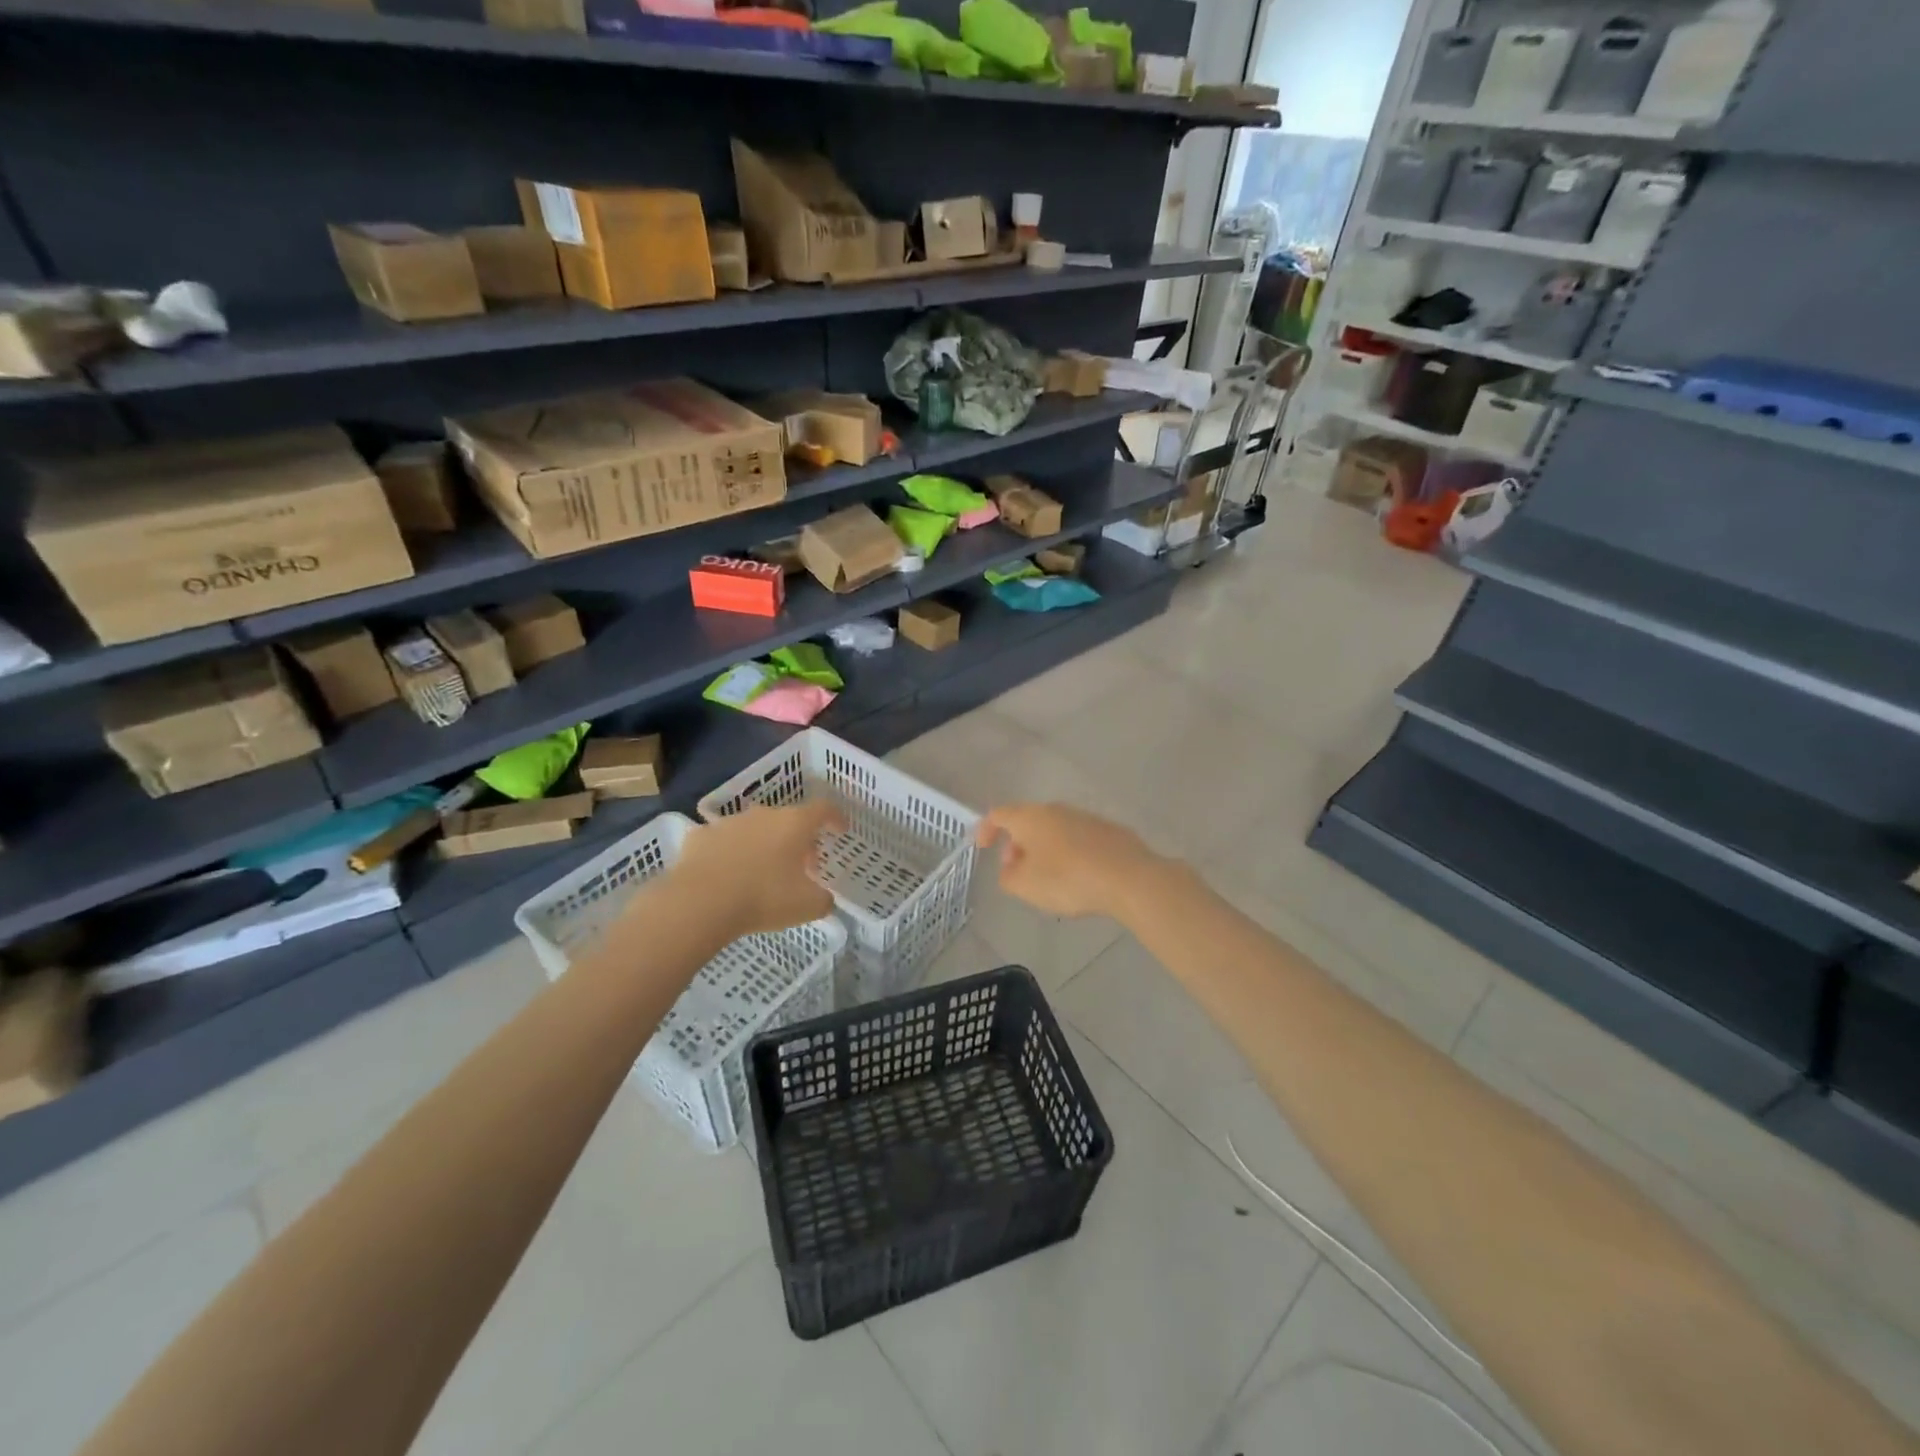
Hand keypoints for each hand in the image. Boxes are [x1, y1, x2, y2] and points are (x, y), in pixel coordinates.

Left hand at [671, 802, 845, 937]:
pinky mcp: (700, 836)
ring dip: (764, 845)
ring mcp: (729, 823)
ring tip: (763, 873)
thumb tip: (824, 898)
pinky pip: (723, 842)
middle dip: (799, 840)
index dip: (835, 818)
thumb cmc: (763, 898)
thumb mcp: (808, 906)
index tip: (840, 830)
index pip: (823, 809)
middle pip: (789, 820)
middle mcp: (763, 815)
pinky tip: (727, 875)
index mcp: (794, 824)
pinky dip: (730, 854)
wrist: (699, 903)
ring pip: (754, 829)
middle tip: (802, 867)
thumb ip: (823, 899)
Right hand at [975, 803, 1166, 920]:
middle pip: (1028, 821)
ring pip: (1055, 830)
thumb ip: (1008, 876)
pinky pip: (1079, 839)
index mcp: (1031, 817)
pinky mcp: (1109, 831)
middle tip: (1017, 870)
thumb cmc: (1068, 879)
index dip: (986, 829)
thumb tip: (1010, 868)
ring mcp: (1086, 817)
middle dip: (1018, 844)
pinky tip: (1078, 877)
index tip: (982, 848)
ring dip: (1044, 849)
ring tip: (1048, 878)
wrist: (1129, 877)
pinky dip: (1070, 853)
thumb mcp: (1025, 886)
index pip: (999, 814)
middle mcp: (1057, 809)